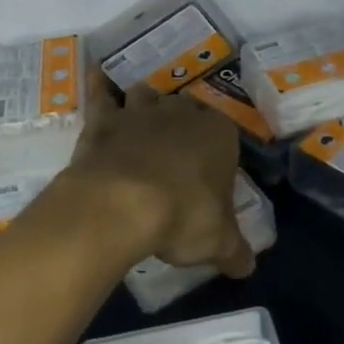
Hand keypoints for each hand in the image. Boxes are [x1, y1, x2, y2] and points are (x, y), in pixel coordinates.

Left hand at [59, 83, 254, 275]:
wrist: (121, 204)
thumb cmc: (182, 217)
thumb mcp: (218, 243)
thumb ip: (236, 251)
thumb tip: (247, 267)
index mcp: (219, 135)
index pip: (227, 133)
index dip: (219, 151)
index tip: (211, 173)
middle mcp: (182, 114)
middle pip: (187, 109)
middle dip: (184, 123)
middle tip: (178, 149)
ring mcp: (140, 112)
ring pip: (148, 95)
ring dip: (147, 103)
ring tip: (143, 120)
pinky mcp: (104, 120)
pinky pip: (101, 95)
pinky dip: (99, 86)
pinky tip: (96, 76)